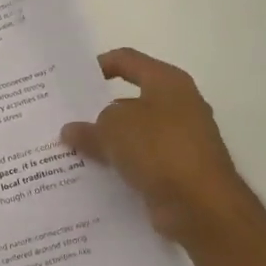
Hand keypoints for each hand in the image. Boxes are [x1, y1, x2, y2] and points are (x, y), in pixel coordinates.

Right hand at [61, 48, 265, 245]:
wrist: (202, 205)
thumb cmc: (159, 148)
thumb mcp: (113, 128)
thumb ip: (88, 126)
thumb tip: (72, 131)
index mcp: (167, 82)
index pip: (127, 60)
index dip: (98, 65)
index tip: (71, 81)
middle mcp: (178, 106)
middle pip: (128, 100)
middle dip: (96, 110)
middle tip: (64, 118)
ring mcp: (180, 140)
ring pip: (133, 134)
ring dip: (106, 141)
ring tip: (70, 149)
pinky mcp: (177, 170)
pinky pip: (140, 161)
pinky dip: (119, 165)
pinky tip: (92, 174)